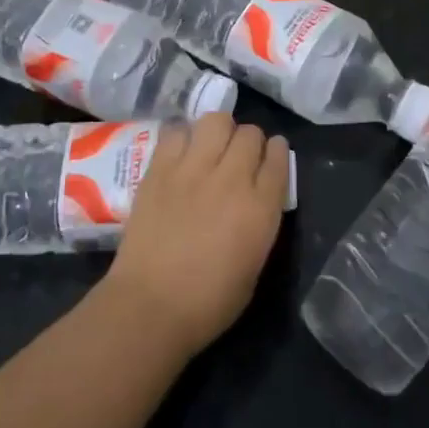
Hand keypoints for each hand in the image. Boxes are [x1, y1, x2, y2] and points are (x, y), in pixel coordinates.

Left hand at [105, 113, 289, 359]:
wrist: (150, 307)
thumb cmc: (209, 303)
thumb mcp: (254, 266)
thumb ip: (260, 223)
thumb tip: (257, 200)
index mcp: (260, 208)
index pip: (279, 158)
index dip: (278, 153)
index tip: (271, 157)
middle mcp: (231, 179)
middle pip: (250, 134)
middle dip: (250, 142)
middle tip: (239, 157)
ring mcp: (192, 169)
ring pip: (216, 120)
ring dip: (220, 131)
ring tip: (212, 147)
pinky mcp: (159, 169)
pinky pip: (177, 132)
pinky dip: (183, 138)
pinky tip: (181, 154)